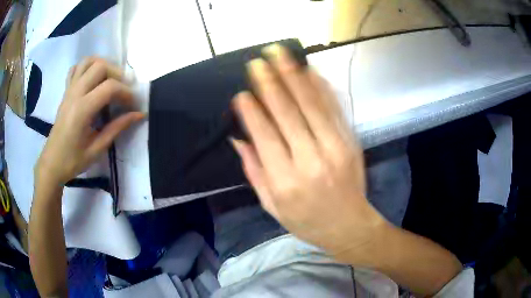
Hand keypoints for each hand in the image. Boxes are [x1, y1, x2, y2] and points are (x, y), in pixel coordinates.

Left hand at [35, 57, 143, 184]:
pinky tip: (93, 78)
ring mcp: (69, 90)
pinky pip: (76, 68)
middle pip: (100, 66)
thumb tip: (139, 114)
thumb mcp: (97, 149)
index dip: (126, 92)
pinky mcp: (66, 92)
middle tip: (123, 90)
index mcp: (82, 110)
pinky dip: (87, 67)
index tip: (133, 104)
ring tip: (110, 79)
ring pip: (88, 61)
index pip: (109, 87)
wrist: (52, 163)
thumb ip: (117, 128)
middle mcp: (75, 94)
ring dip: (103, 65)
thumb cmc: (73, 160)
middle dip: (117, 74)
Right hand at [231, 45, 385, 257]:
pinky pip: (334, 108)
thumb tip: (238, 138)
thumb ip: (254, 171)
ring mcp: (335, 147)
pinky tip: (310, 70)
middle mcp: (310, 160)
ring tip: (281, 53)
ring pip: (312, 103)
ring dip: (294, 75)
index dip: (251, 111)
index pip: (264, 135)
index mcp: (285, 181)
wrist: (349, 226)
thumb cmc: (306, 221)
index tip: (241, 92)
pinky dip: (321, 86)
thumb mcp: (271, 206)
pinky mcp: (350, 141)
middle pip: (287, 112)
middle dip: (270, 82)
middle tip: (258, 60)